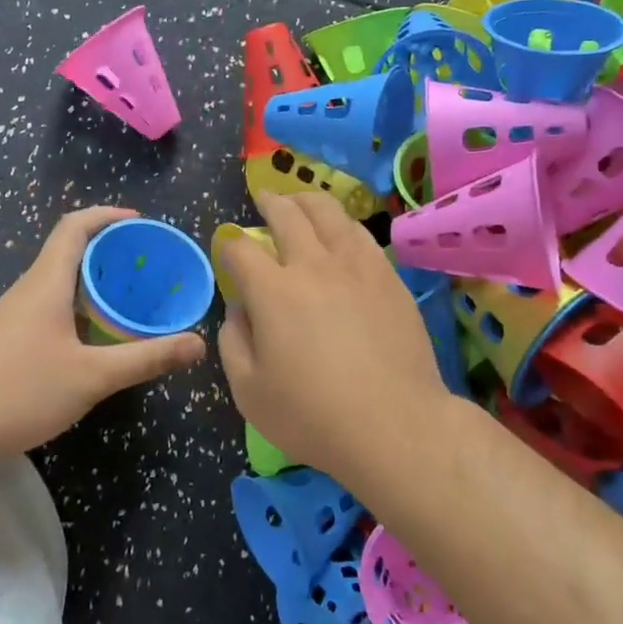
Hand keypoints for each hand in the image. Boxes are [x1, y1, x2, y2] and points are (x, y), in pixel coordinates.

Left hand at [0, 207, 206, 457]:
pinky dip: (78, 306)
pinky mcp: (7, 338)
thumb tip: (197, 344)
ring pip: (58, 281)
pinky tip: (96, 335)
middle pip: (68, 251)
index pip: (74, 227)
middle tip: (147, 266)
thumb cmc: (20, 392)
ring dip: (93, 281)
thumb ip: (146, 358)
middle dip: (109, 250)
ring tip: (131, 298)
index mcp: (46, 283)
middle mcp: (28, 289)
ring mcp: (13, 314)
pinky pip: (49, 305)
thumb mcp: (93, 377)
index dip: (107, 215)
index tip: (140, 222)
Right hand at [217, 191, 449, 479]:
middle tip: (263, 198)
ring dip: (308, 201)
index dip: (229, 244)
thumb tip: (238, 310)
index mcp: (273, 291)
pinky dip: (343, 224)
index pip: (242, 249)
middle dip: (269, 202)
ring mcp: (357, 267)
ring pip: (330, 214)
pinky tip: (342, 230)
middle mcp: (314, 266)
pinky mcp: (389, 279)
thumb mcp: (249, 391)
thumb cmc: (313, 416)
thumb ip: (233, 343)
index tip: (227, 248)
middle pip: (288, 215)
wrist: (395, 425)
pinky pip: (362, 236)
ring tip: (300, 201)